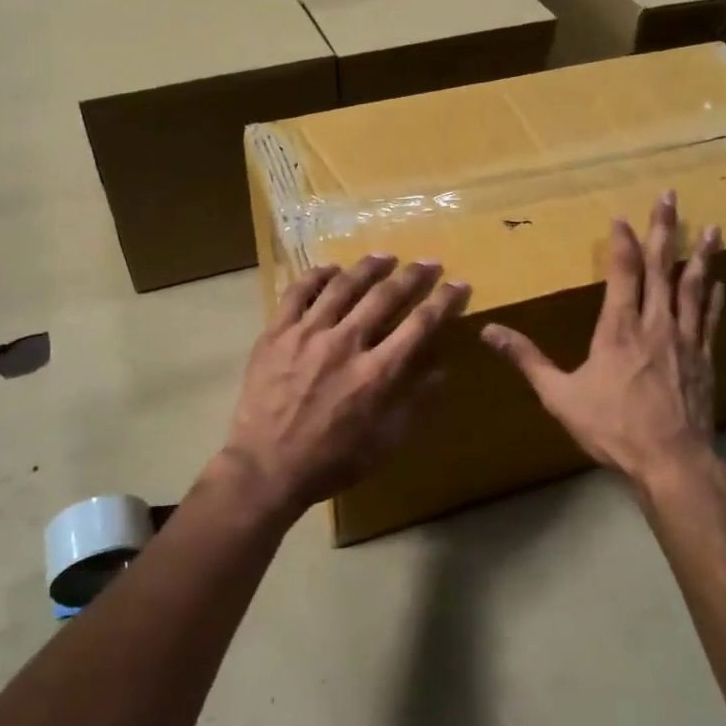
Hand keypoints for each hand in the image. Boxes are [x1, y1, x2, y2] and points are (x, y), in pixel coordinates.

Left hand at [220, 255, 470, 523]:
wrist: (266, 467)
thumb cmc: (331, 461)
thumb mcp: (386, 443)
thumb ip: (415, 403)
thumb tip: (441, 370)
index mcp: (377, 373)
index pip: (420, 324)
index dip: (444, 301)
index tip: (458, 285)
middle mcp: (346, 343)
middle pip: (385, 295)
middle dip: (413, 276)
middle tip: (428, 263)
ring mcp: (307, 334)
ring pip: (343, 285)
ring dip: (368, 267)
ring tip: (384, 257)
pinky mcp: (276, 333)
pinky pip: (298, 292)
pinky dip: (317, 276)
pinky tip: (331, 269)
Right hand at [483, 192, 724, 491]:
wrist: (671, 461)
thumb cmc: (612, 427)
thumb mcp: (559, 395)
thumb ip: (526, 359)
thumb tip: (488, 331)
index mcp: (619, 329)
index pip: (623, 273)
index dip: (623, 242)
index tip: (622, 217)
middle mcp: (655, 324)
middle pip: (662, 267)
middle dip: (665, 229)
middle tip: (670, 196)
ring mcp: (685, 340)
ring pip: (694, 287)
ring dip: (701, 255)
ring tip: (714, 227)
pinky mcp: (704, 359)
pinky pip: (710, 319)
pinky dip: (714, 297)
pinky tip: (718, 281)